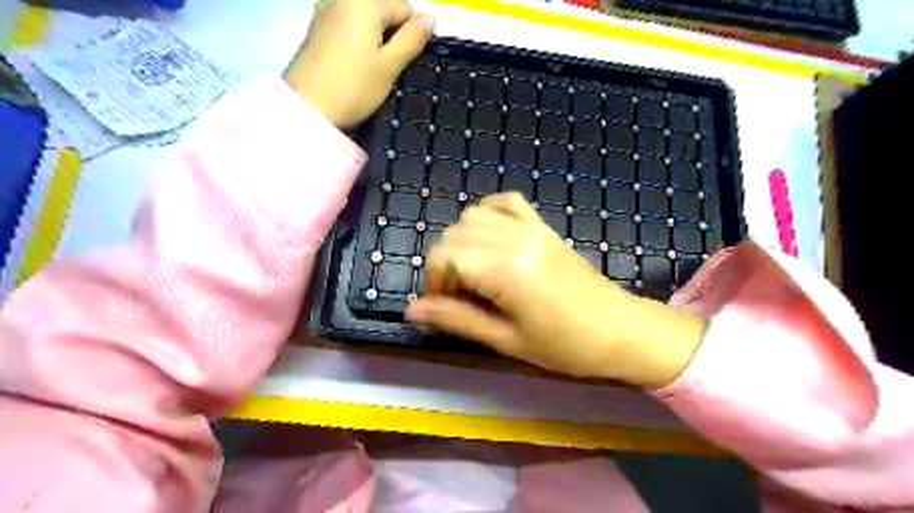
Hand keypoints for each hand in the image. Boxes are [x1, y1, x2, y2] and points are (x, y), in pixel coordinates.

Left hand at [284, 0, 431, 128]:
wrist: (307, 108)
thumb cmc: (354, 88)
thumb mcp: (390, 66)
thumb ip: (412, 39)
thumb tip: (430, 17)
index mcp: (364, 3)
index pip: (405, 7)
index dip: (411, 35)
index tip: (404, 62)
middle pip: (383, 10)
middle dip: (392, 35)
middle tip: (387, 68)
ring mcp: (325, 13)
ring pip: (365, 20)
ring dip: (375, 40)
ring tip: (370, 70)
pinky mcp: (316, 30)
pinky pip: (347, 27)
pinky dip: (357, 42)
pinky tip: (353, 66)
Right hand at [408, 193, 712, 388]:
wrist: (620, 330)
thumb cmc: (565, 346)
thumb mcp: (506, 340)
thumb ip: (457, 319)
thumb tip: (413, 311)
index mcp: (506, 268)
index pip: (444, 256)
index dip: (433, 282)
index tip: (443, 307)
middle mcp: (515, 237)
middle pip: (454, 235)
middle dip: (444, 265)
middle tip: (459, 298)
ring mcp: (531, 226)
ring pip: (473, 216)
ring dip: (461, 242)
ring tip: (473, 274)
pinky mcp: (542, 226)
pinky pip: (505, 203)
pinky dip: (487, 215)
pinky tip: (489, 240)